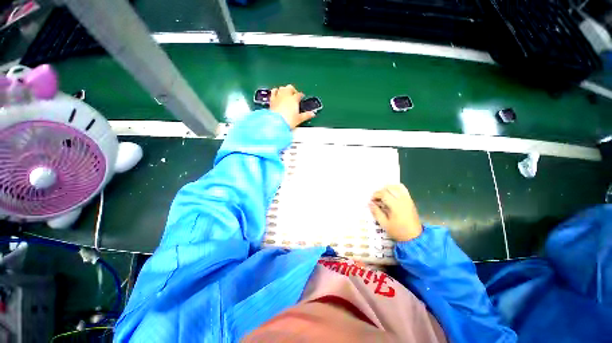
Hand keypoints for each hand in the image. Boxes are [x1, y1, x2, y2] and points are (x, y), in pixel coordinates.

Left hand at [270, 85, 314, 128]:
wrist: (276, 123)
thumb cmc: (288, 121)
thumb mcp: (299, 119)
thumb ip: (306, 115)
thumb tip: (312, 114)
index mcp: (294, 99)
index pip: (299, 94)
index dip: (301, 96)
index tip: (301, 97)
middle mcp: (286, 95)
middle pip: (290, 87)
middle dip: (293, 90)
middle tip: (294, 95)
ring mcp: (278, 97)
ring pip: (281, 88)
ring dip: (284, 89)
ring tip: (286, 93)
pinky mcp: (272, 100)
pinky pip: (273, 92)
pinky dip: (275, 91)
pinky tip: (276, 93)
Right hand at [369, 184, 422, 241]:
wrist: (415, 237)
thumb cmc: (398, 231)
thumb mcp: (384, 224)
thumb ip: (376, 212)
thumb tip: (370, 203)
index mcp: (396, 206)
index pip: (384, 193)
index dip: (376, 195)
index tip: (372, 200)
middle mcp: (403, 200)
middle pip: (390, 188)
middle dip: (381, 191)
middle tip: (376, 198)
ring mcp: (408, 199)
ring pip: (397, 186)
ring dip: (388, 188)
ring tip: (383, 195)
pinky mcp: (411, 201)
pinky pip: (403, 190)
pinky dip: (396, 189)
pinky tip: (391, 195)